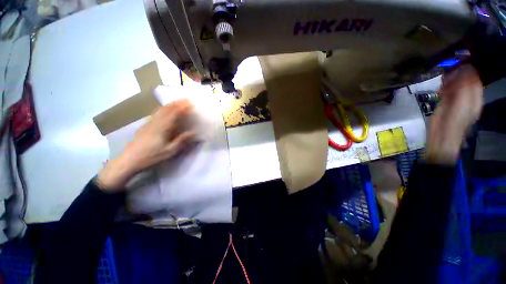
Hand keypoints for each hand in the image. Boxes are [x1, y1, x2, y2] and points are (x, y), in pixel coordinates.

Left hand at [97, 99, 196, 190]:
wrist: (128, 160)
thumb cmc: (151, 156)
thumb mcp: (169, 151)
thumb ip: (182, 141)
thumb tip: (193, 132)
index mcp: (162, 127)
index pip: (173, 113)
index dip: (182, 107)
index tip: (190, 103)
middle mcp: (155, 122)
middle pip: (166, 108)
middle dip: (176, 103)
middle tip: (185, 99)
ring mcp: (149, 123)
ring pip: (160, 110)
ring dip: (170, 105)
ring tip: (178, 102)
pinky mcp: (145, 126)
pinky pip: (156, 113)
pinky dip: (163, 109)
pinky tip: (165, 111)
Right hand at [427, 64, 483, 164]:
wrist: (442, 136)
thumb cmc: (453, 121)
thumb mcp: (462, 103)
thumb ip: (465, 86)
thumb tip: (465, 69)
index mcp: (475, 96)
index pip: (473, 78)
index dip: (466, 70)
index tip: (456, 66)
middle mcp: (468, 96)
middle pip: (465, 79)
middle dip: (456, 75)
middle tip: (447, 75)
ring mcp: (457, 100)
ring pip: (456, 84)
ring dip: (449, 81)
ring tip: (443, 82)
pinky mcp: (447, 103)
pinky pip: (448, 90)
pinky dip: (444, 87)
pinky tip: (440, 89)